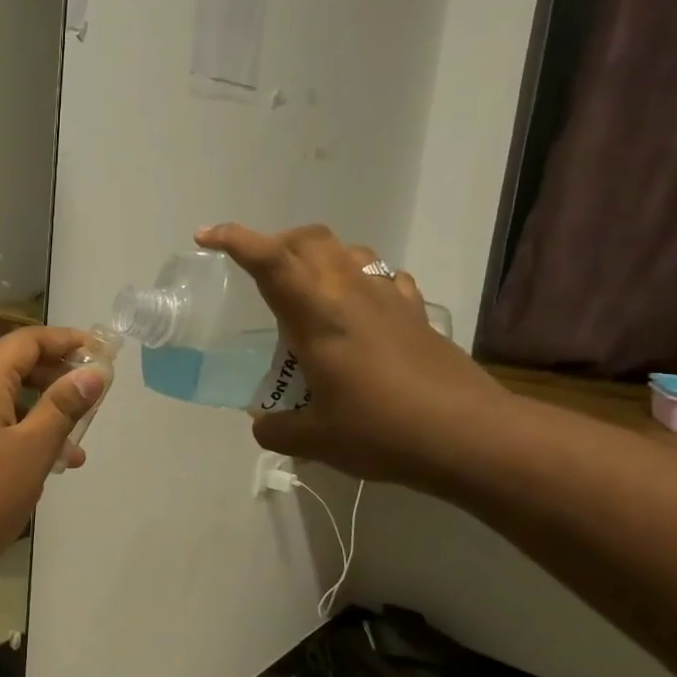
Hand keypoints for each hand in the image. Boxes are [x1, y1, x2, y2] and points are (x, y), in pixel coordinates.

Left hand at [0, 327, 106, 591]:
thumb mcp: (32, 449)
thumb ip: (64, 406)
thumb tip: (93, 372)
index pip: (27, 341)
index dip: (66, 342)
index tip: (101, 353)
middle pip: (14, 367)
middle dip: (57, 379)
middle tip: (92, 399)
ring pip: (3, 401)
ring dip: (41, 415)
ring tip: (76, 448)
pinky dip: (19, 434)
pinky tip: (42, 467)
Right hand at [196, 223, 510, 485]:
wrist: (470, 436)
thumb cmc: (382, 431)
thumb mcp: (314, 440)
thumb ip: (276, 429)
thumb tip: (262, 423)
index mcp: (318, 316)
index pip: (271, 261)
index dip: (235, 240)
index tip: (206, 236)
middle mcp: (352, 294)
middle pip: (310, 240)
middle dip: (275, 242)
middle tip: (255, 270)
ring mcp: (390, 299)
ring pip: (348, 251)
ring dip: (318, 256)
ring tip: (305, 287)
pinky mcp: (416, 313)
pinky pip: (382, 277)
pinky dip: (360, 278)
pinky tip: (358, 307)